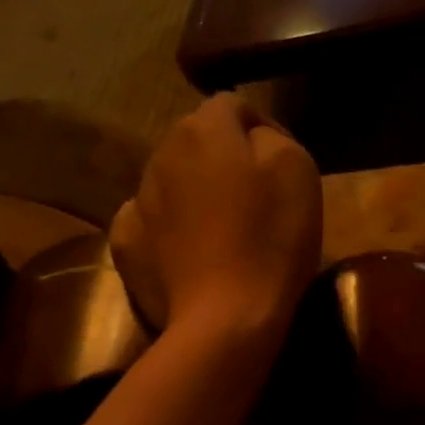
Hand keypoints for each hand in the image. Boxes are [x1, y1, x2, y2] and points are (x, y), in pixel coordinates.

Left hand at [111, 95, 322, 344]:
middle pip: (196, 143)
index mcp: (203, 130)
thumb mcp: (297, 170)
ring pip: (170, 182)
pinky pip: (147, 223)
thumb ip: (272, 137)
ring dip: (194, 195)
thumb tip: (255, 136)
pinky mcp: (127, 245)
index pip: (234, 106)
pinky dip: (166, 231)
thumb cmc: (271, 241)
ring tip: (222, 231)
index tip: (283, 167)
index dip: (263, 129)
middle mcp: (161, 154)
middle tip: (254, 199)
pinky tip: (187, 254)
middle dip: (223, 161)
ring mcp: (137, 201)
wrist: (226, 318)